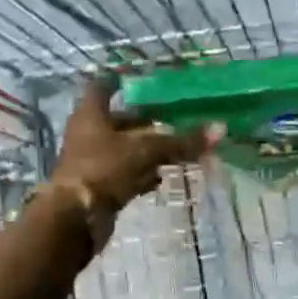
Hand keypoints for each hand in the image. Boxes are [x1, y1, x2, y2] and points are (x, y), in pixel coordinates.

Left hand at [53, 79, 208, 210]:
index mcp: (91, 114)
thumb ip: (180, 142)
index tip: (141, 80)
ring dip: (147, 151)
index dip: (119, 82)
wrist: (77, 218)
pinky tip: (162, 177)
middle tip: (174, 119)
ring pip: (124, 150)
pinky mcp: (100, 188)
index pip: (102, 87)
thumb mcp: (146, 150)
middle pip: (119, 122)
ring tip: (176, 149)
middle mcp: (89, 134)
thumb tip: (220, 128)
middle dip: (145, 122)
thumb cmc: (104, 169)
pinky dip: (143, 175)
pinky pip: (126, 175)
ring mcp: (93, 163)